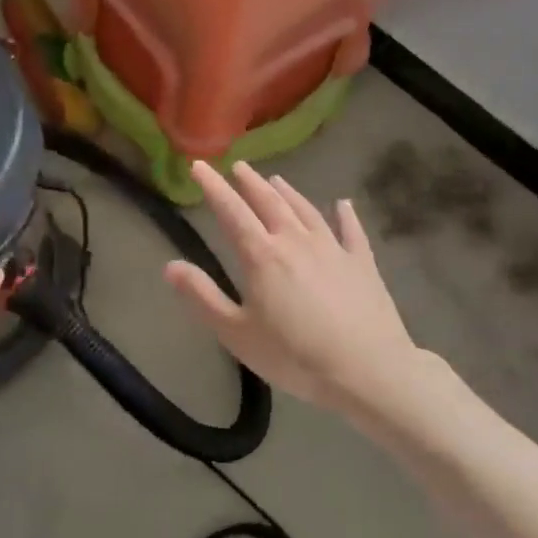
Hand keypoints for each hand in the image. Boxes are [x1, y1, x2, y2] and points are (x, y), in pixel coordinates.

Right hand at [166, 161, 424, 418]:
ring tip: (276, 180)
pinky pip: (352, 231)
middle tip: (238, 166)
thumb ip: (202, 297)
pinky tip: (343, 204)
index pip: (232, 211)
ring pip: (306, 211)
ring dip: (289, 193)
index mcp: (262, 256)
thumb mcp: (236, 333)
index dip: (213, 187)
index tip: (200, 166)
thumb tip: (170, 266)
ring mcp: (333, 249)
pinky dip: (346, 215)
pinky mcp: (363, 264)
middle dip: (250, 183)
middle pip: (270, 203)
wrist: (368, 370)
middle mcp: (296, 241)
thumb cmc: (294, 356)